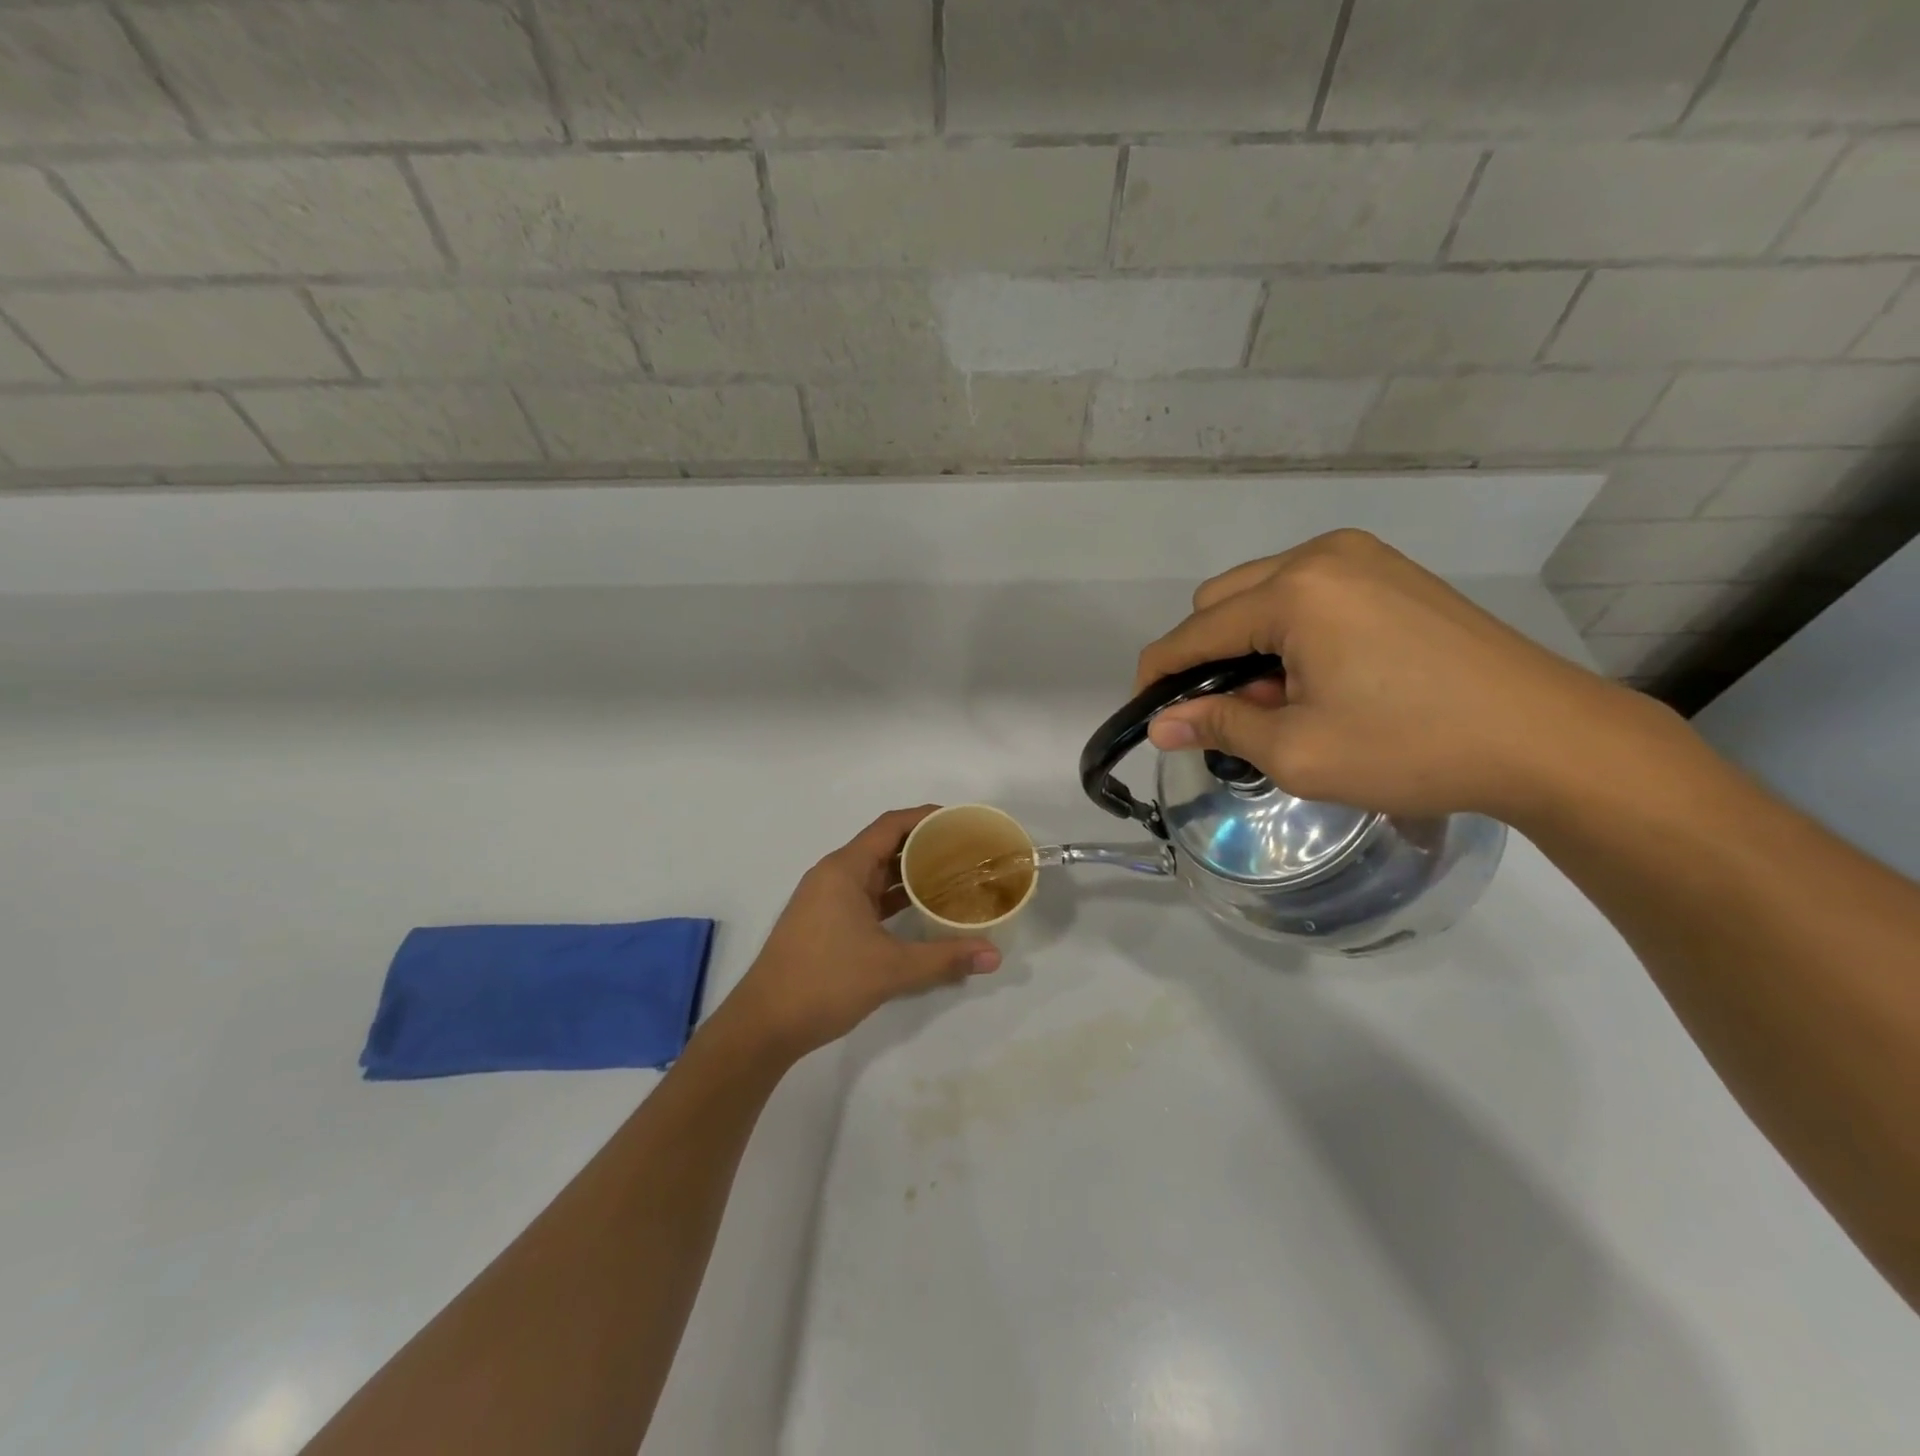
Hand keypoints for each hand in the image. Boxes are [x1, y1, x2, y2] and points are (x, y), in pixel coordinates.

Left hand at [721, 807, 1001, 1060]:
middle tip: (966, 851)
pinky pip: (867, 896)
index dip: (925, 817)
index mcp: (844, 870)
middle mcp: (834, 875)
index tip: (960, 821)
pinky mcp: (825, 922)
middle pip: (884, 846)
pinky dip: (894, 897)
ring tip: (953, 876)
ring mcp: (827, 900)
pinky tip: (922, 909)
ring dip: (910, 873)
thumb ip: (944, 958)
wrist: (764, 1024)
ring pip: (875, 873)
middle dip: (924, 845)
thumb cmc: (824, 982)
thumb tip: (994, 956)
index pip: (890, 825)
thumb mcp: (891, 969)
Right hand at [1135, 530, 1675, 824]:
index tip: (1146, 716)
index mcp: (1295, 591)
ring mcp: (1362, 557)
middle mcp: (1321, 556)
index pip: (1193, 632)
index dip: (1158, 676)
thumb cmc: (1412, 747)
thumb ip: (1218, 726)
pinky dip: (1288, 632)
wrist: (1547, 738)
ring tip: (1283, 700)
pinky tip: (1319, 676)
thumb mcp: (1298, 751)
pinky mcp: (1391, 572)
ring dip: (1248, 645)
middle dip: (1207, 658)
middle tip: (1235, 714)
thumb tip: (1160, 725)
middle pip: (1221, 601)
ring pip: (1262, 594)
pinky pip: (1307, 593)